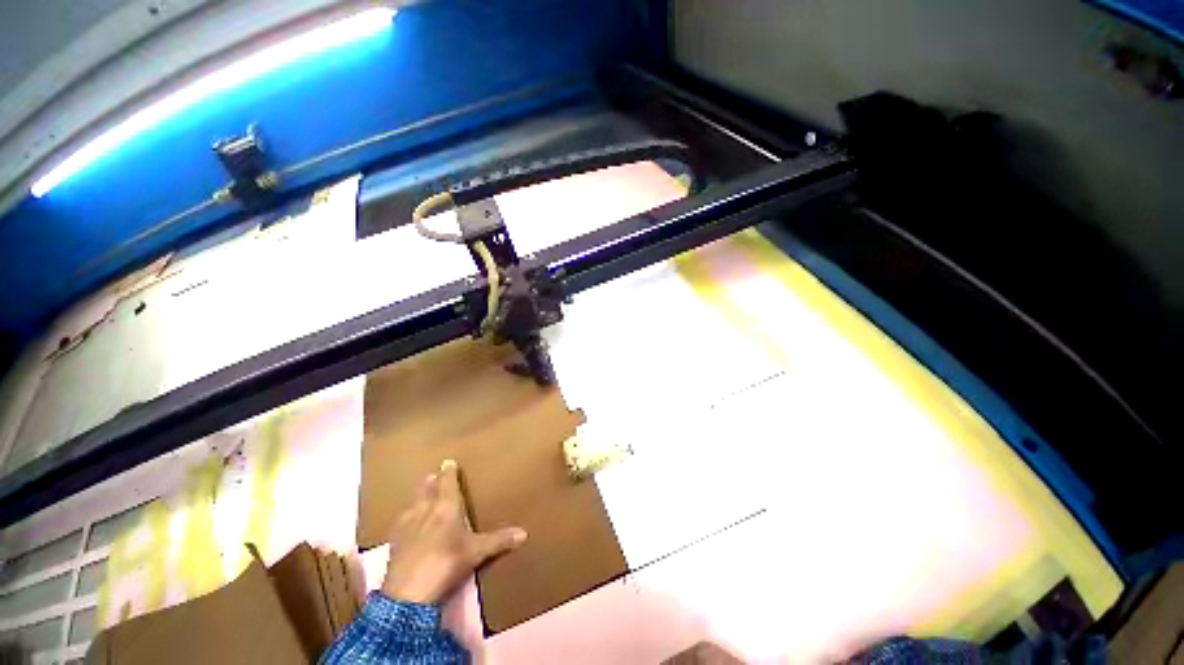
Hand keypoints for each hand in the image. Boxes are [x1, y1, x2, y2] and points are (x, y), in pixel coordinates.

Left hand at [382, 459, 526, 603]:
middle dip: (431, 481)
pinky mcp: (393, 543)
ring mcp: (406, 526)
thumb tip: (524, 533)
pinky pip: (401, 522)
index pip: (447, 482)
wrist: (408, 594)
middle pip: (426, 489)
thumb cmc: (447, 563)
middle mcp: (424, 510)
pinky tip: (407, 525)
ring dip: (418, 498)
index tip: (448, 461)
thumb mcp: (477, 552)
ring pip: (412, 504)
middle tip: (434, 475)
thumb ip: (499, 540)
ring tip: (422, 497)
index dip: (448, 471)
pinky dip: (406, 518)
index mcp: (446, 506)